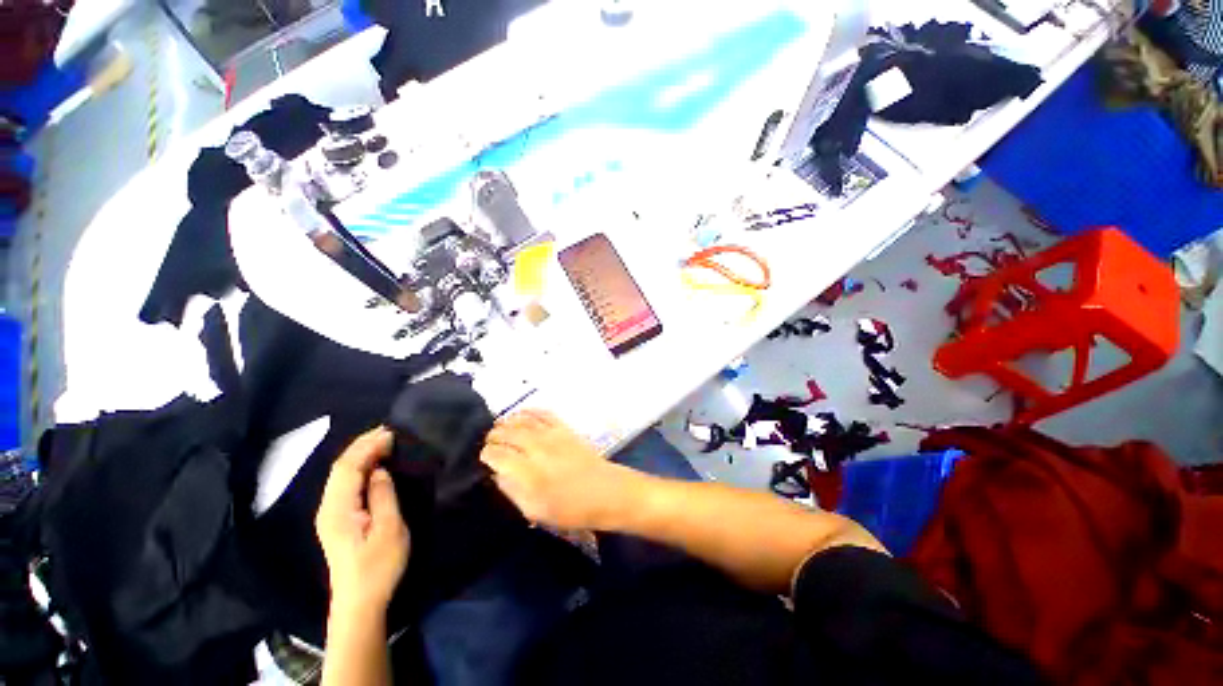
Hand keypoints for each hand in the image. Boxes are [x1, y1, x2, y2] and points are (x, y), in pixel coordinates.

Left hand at [315, 427, 409, 614]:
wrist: (359, 603)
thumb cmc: (378, 566)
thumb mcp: (389, 529)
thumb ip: (383, 496)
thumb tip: (380, 470)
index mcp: (338, 509)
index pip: (348, 468)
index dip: (368, 446)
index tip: (392, 432)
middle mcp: (328, 507)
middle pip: (340, 467)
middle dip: (362, 444)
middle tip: (389, 430)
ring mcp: (330, 513)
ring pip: (341, 474)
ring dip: (361, 453)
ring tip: (384, 440)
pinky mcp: (337, 519)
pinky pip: (345, 483)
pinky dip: (359, 466)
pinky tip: (374, 463)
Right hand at [481, 410, 645, 530]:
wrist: (607, 492)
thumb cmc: (571, 509)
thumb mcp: (536, 512)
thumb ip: (513, 491)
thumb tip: (498, 475)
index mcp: (529, 473)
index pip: (498, 455)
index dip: (487, 455)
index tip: (484, 457)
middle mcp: (538, 449)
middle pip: (508, 434)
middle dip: (494, 435)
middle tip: (488, 441)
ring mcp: (553, 435)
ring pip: (523, 421)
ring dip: (508, 421)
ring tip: (500, 426)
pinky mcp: (565, 429)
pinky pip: (544, 413)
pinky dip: (530, 411)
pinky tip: (522, 413)